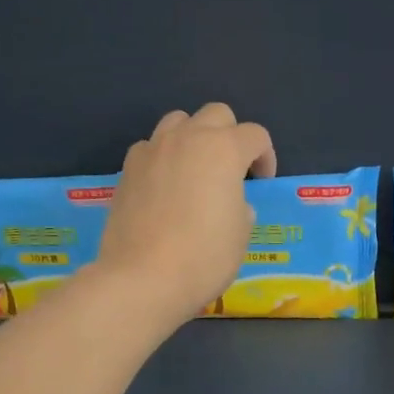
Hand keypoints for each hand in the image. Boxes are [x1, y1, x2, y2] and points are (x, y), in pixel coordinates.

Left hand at [95, 103, 275, 330]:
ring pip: (178, 122)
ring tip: (195, 171)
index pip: (255, 135)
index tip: (261, 182)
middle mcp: (188, 138)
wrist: (142, 278)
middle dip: (230, 136)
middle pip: (216, 114)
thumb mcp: (241, 234)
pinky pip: (150, 147)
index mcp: (224, 150)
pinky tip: (164, 188)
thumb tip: (232, 202)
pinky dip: (163, 158)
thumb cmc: (204, 257)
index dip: (265, 157)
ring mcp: (153, 150)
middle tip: (231, 170)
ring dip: (193, 138)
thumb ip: (241, 207)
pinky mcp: (127, 169)